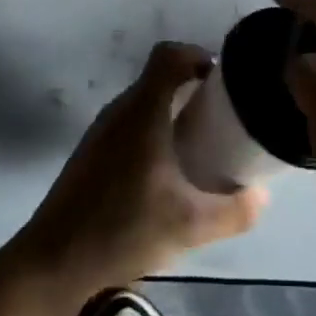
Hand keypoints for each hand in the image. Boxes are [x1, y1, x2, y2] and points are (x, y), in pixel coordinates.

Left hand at [4, 42, 267, 298]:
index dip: (197, 55)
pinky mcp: (91, 151)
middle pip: (159, 77)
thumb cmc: (123, 229)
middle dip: (192, 88)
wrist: (53, 261)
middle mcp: (120, 110)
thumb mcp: (190, 227)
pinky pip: (129, 122)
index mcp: (143, 111)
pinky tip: (165, 170)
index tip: (221, 81)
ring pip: (143, 101)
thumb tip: (262, 196)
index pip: (168, 54)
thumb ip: (235, 211)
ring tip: (198, 143)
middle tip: (220, 117)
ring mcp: (101, 130)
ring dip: (172, 110)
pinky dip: (153, 129)